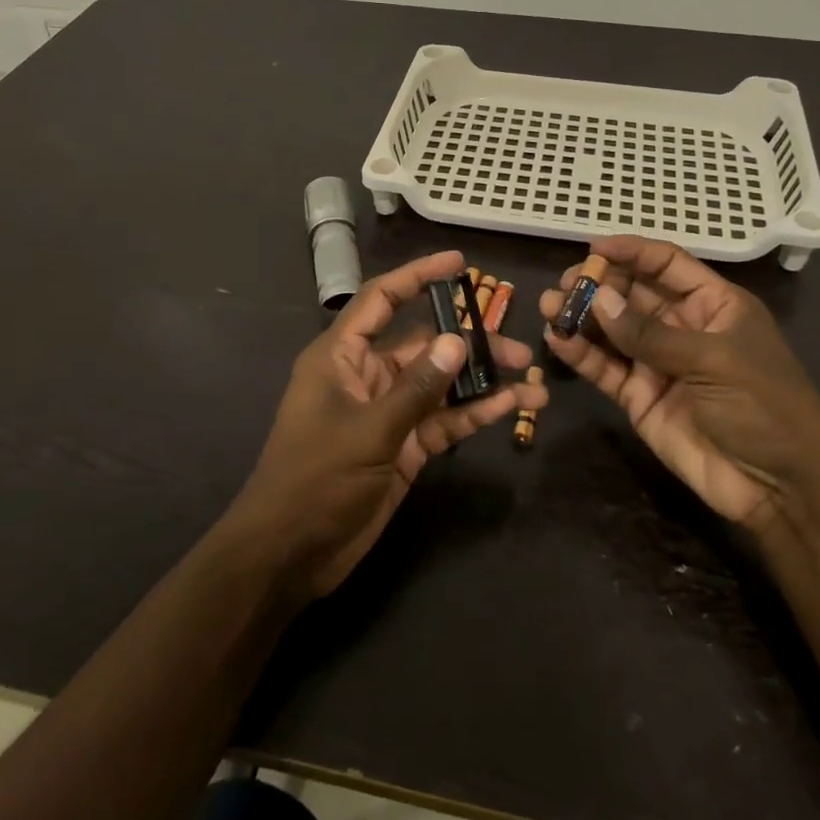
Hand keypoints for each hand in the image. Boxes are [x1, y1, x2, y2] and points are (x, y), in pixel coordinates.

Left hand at [229, 250, 546, 598]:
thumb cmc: (315, 480)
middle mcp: (365, 375)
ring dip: (479, 382)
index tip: (458, 264)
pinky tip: (509, 409)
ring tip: (530, 381)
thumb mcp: (368, 430)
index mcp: (341, 356)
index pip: (382, 300)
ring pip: (438, 384)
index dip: (417, 277)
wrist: (290, 554)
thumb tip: (456, 341)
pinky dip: (472, 414)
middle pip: (422, 344)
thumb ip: (416, 387)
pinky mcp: (402, 446)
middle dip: (467, 342)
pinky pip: (441, 420)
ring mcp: (386, 412)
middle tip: (516, 347)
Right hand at [540, 236, 819, 531]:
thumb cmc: (762, 405)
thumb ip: (650, 333)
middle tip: (565, 284)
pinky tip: (557, 340)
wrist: (780, 486)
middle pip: (632, 294)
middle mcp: (682, 327)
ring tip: (550, 307)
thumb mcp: (712, 360)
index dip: (632, 252)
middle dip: (598, 285)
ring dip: (581, 317)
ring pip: (612, 330)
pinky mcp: (638, 397)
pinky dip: (580, 355)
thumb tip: (598, 298)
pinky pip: (605, 369)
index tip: (593, 247)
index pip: (667, 264)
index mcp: (713, 305)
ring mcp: (657, 363)